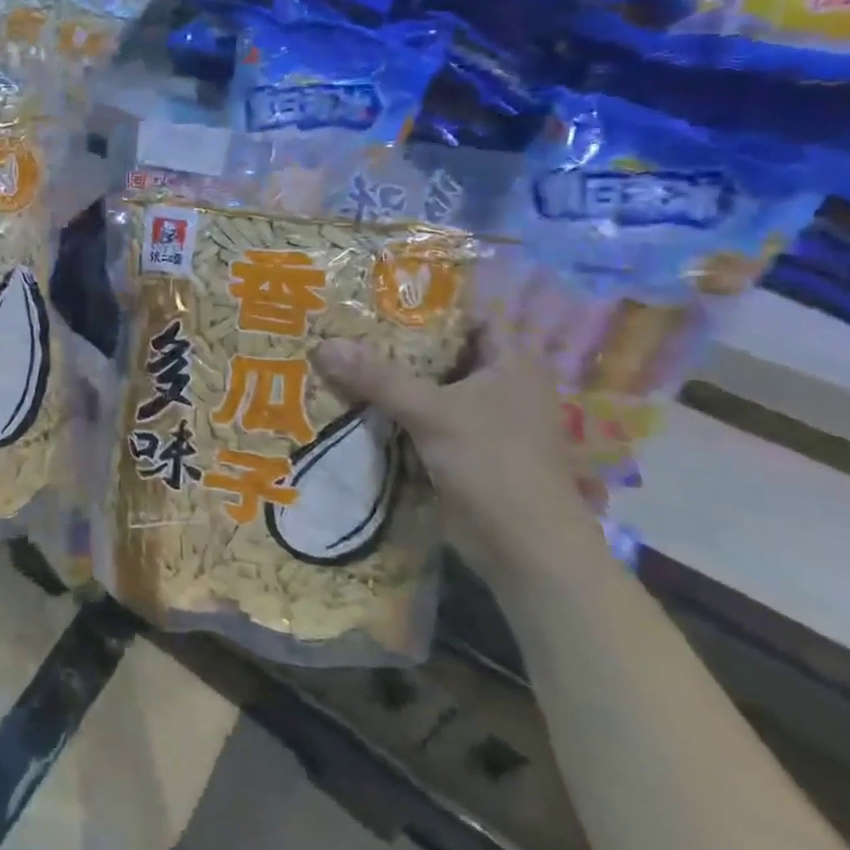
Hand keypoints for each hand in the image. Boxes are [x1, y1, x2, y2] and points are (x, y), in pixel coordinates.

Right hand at [313, 330, 604, 590]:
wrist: (526, 550)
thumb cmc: (494, 465)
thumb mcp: (433, 413)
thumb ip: (378, 378)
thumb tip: (323, 344)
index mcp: (513, 363)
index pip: (467, 318)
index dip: (426, 307)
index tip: (376, 298)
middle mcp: (502, 385)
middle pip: (442, 353)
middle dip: (397, 345)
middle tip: (344, 326)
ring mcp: (485, 421)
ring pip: (430, 388)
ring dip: (392, 381)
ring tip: (340, 359)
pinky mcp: (465, 451)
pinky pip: (425, 419)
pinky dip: (396, 413)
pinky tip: (355, 403)